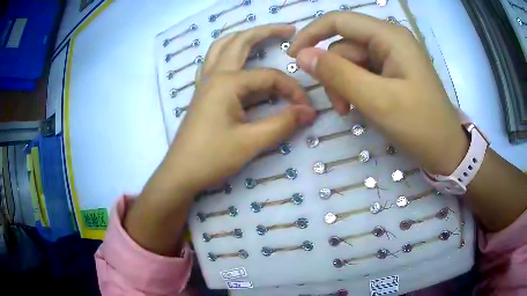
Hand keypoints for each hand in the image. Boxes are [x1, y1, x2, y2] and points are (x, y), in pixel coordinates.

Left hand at [165, 24, 315, 194]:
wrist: (181, 173)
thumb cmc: (212, 158)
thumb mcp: (251, 142)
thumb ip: (282, 123)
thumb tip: (308, 111)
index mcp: (227, 82)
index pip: (270, 78)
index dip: (292, 90)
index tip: (306, 109)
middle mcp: (215, 74)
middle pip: (241, 41)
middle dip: (266, 32)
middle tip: (288, 29)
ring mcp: (205, 82)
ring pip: (222, 47)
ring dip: (242, 37)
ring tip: (262, 36)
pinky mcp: (202, 92)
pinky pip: (214, 62)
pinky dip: (227, 52)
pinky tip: (235, 58)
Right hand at [288, 12, 468, 174]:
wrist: (445, 149)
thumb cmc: (419, 125)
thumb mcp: (377, 100)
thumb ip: (338, 74)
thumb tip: (302, 55)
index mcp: (389, 36)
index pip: (339, 21)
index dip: (311, 35)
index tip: (293, 57)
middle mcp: (390, 40)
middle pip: (345, 45)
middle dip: (335, 73)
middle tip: (340, 106)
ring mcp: (392, 57)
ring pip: (352, 61)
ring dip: (345, 84)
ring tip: (351, 111)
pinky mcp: (393, 72)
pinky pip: (364, 73)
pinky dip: (356, 89)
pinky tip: (361, 106)